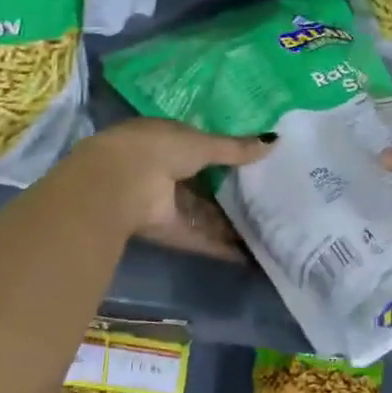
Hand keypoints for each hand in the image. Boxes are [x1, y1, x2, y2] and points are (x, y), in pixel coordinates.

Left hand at [73, 119, 270, 260]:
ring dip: (225, 221)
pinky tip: (244, 255)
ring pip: (198, 211)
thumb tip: (273, 141)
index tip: (251, 162)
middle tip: (262, 198)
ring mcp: (160, 200)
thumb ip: (236, 148)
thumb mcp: (203, 143)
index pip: (197, 145)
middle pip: (199, 181)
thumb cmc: (160, 149)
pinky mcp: (162, 229)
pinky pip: (195, 236)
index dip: (222, 153)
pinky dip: (217, 245)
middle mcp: (160, 168)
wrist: (118, 184)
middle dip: (226, 191)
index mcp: (164, 138)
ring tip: (261, 229)